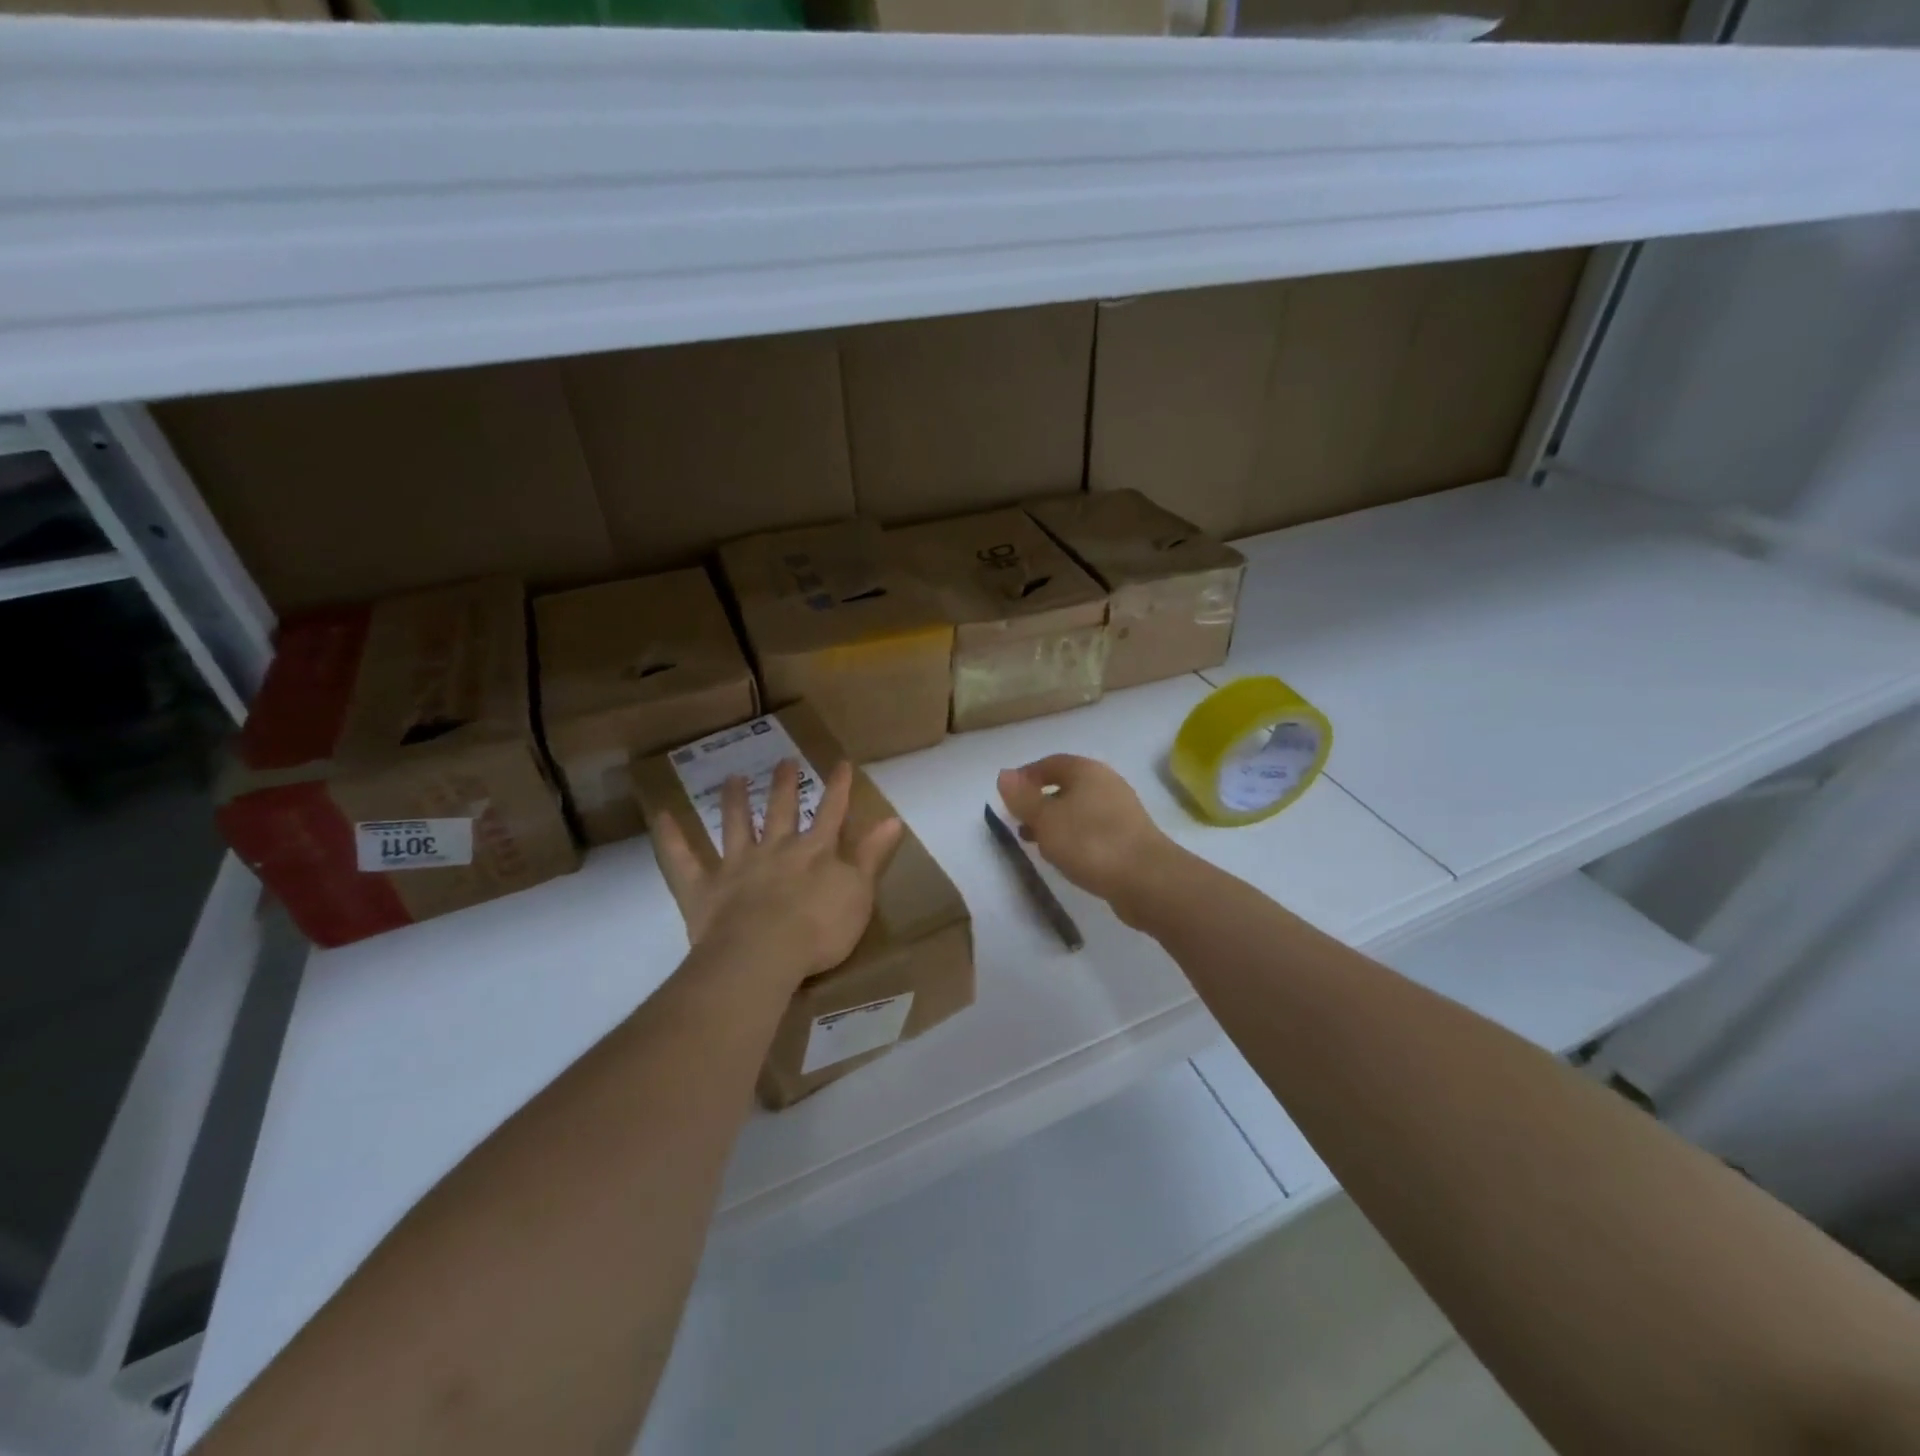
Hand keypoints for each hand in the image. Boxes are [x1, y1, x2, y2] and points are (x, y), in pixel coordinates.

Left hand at [653, 758, 904, 986]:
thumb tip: (892, 819)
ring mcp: (736, 865)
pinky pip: (682, 859)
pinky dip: (671, 837)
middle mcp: (775, 848)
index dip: (838, 788)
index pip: (832, 812)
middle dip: (784, 785)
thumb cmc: (819, 930)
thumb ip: (872, 856)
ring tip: (733, 777)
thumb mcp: (859, 894)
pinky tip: (662, 815)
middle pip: (781, 810)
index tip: (841, 763)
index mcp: (814, 851)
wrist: (763, 956)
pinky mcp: (703, 887)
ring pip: (735, 824)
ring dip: (735, 800)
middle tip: (784, 761)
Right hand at [996, 755, 1175, 920]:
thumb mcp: (1046, 820)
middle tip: (1019, 821)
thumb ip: (1022, 798)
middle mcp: (1107, 783)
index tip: (1007, 797)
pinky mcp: (1129, 837)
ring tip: (1037, 843)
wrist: (1147, 880)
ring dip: (1056, 822)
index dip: (1026, 776)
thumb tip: (1004, 774)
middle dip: (1040, 802)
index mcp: (1087, 771)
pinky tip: (1066, 857)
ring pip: (1079, 809)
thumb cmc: (1090, 842)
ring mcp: (1121, 811)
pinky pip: (1093, 829)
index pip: (1050, 763)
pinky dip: (1074, 837)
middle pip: (1066, 785)